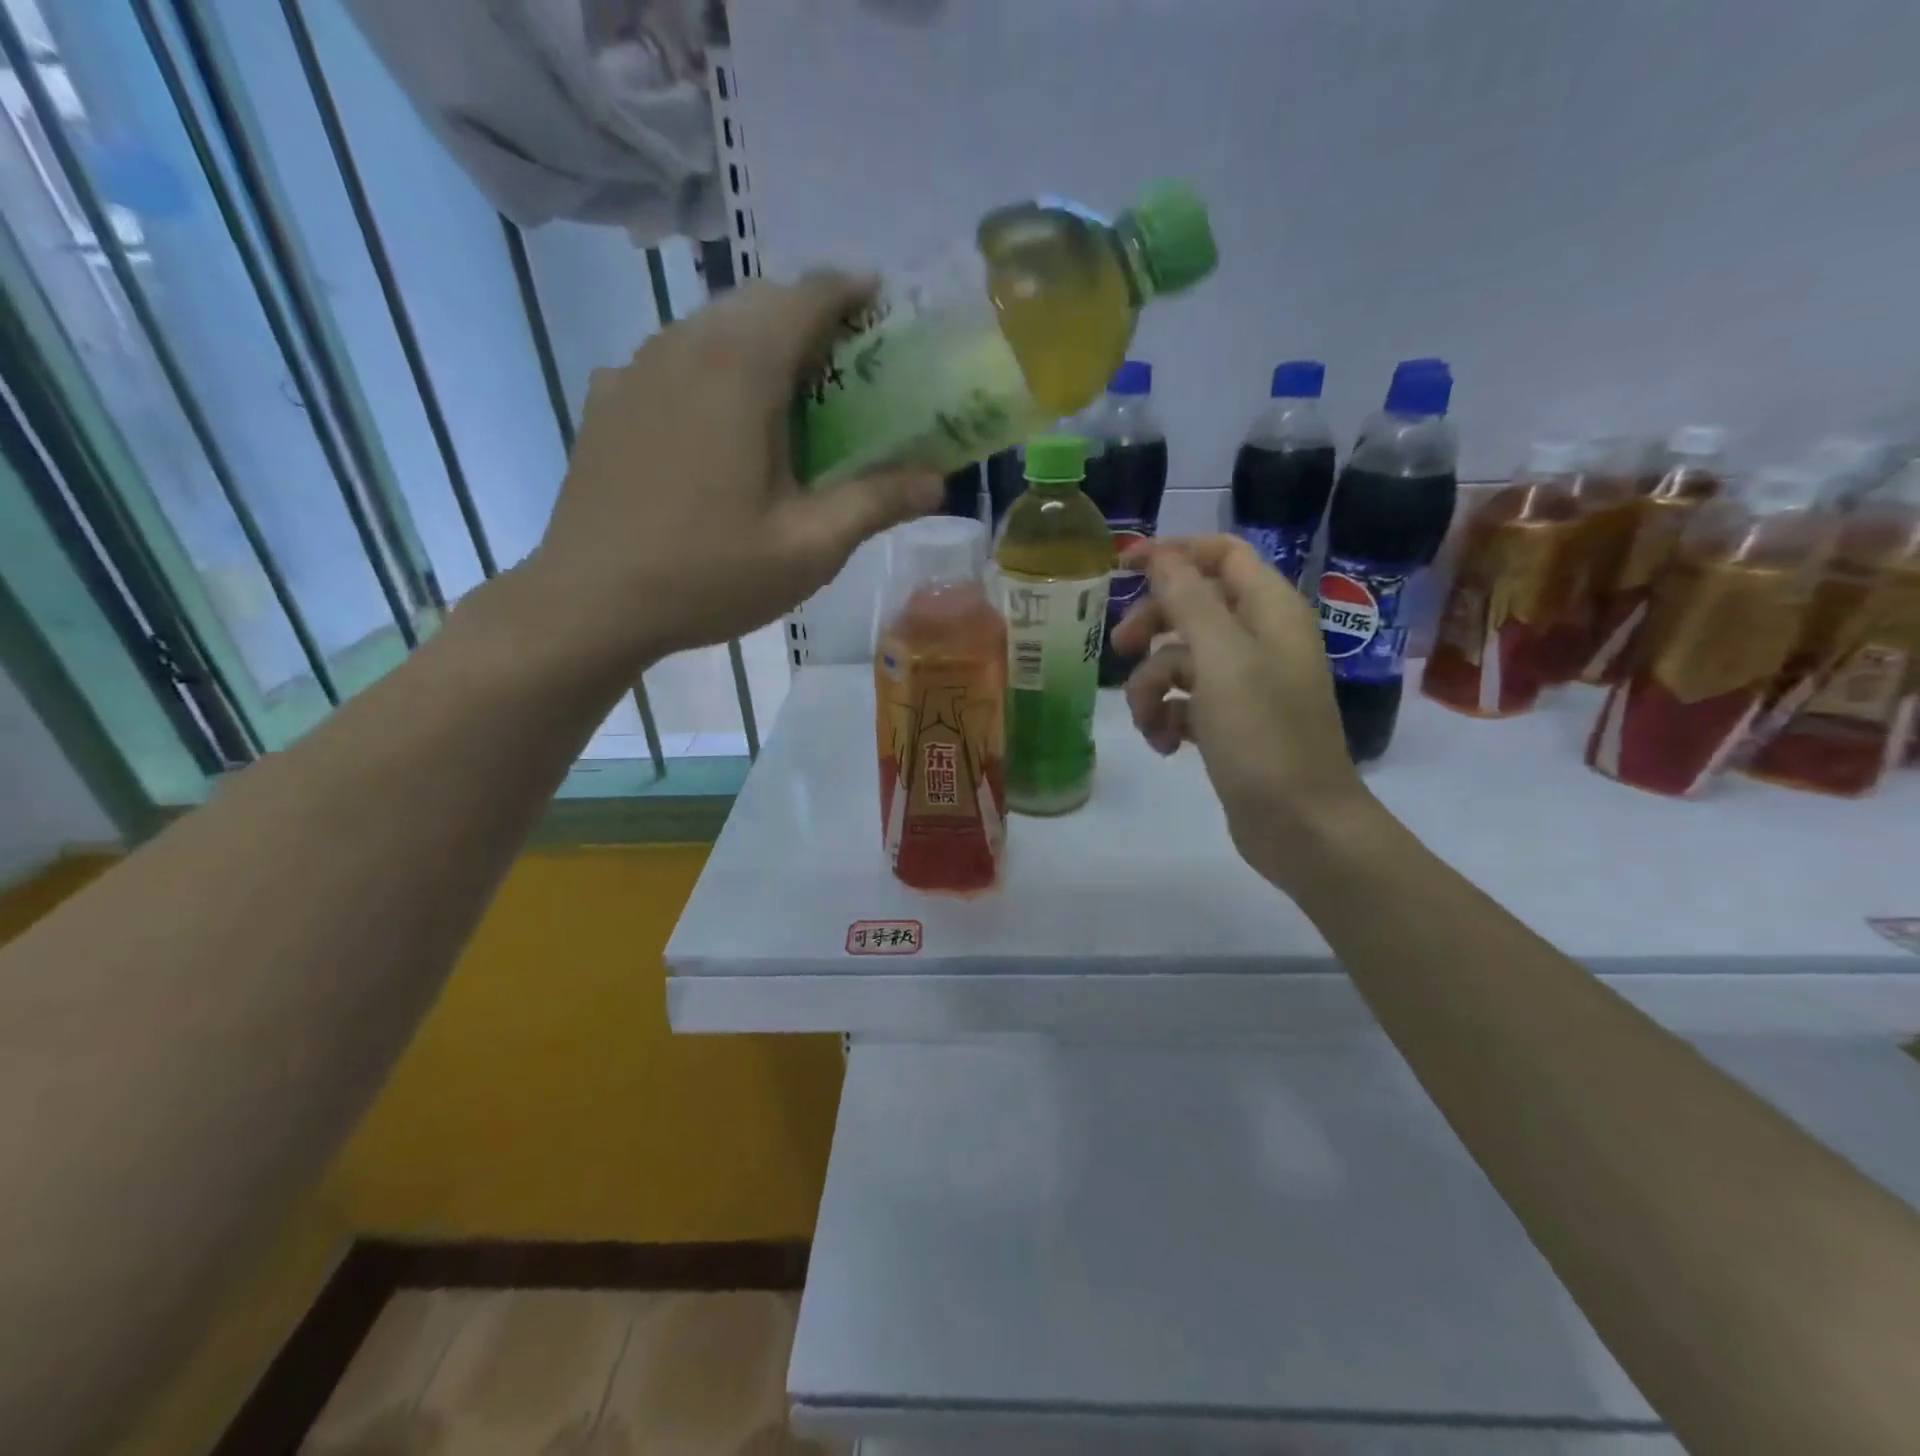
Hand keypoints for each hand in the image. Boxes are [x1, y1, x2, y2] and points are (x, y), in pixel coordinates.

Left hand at [528, 271, 940, 664]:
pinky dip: (710, 368)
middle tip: (844, 363)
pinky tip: (718, 422)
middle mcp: (683, 346)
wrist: (591, 602)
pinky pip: (671, 359)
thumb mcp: (809, 548)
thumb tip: (937, 481)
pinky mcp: (608, 399)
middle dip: (807, 316)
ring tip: (787, 392)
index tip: (880, 303)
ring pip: (710, 326)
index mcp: (740, 369)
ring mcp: (636, 369)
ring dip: (757, 341)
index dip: (850, 290)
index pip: (805, 295)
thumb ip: (876, 503)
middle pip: (756, 302)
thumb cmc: (709, 574)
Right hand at [1110, 536, 1374, 886]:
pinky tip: (1166, 746)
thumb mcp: (1221, 659)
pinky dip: (1168, 718)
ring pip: (1180, 660)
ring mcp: (1246, 684)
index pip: (1222, 554)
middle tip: (1120, 649)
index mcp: (1270, 610)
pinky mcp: (1231, 723)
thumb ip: (1188, 600)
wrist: (1300, 825)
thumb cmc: (1263, 735)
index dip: (1174, 553)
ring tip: (1149, 723)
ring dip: (1153, 687)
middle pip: (1192, 607)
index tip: (1123, 567)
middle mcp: (1260, 639)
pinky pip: (1185, 702)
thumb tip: (1160, 554)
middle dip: (1152, 627)